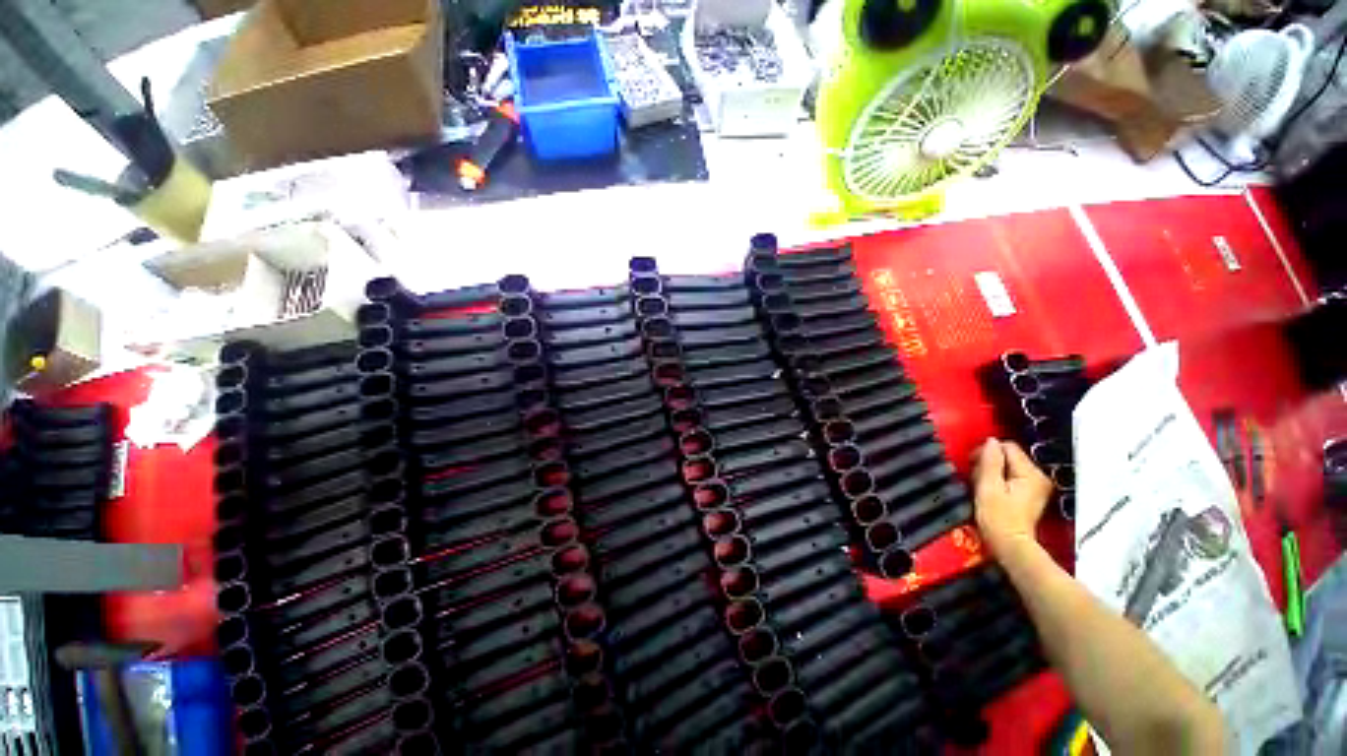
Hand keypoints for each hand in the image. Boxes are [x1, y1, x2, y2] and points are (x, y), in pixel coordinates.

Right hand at [972, 439, 1053, 556]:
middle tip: (975, 477)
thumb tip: (991, 441)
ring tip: (981, 486)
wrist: (1010, 546)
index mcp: (1031, 473)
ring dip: (991, 471)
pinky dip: (998, 480)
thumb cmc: (997, 517)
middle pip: (1009, 456)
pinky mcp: (1030, 494)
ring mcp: (1036, 486)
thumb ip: (990, 462)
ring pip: (1008, 466)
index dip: (987, 452)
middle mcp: (1039, 476)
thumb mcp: (989, 487)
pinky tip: (990, 491)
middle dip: (989, 462)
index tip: (972, 465)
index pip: (1007, 447)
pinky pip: (1011, 476)